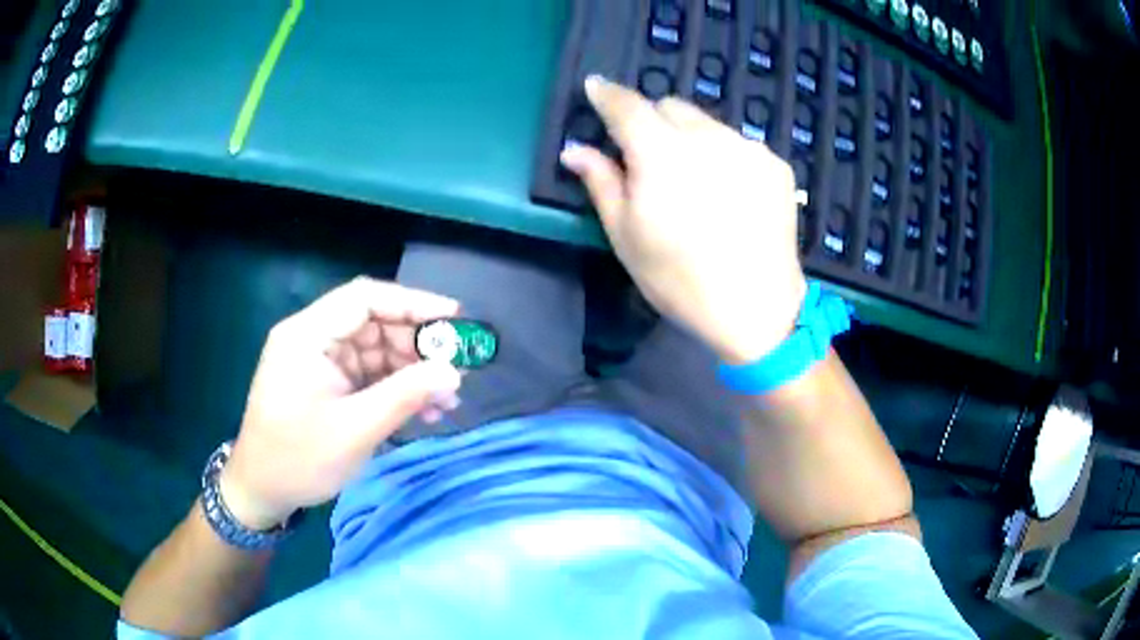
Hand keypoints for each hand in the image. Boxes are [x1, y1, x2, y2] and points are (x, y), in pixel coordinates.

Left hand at [219, 277, 462, 529]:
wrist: (261, 491)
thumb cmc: (298, 459)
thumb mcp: (355, 430)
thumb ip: (405, 396)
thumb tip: (454, 372)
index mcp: (308, 335)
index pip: (365, 298)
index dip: (412, 303)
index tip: (455, 318)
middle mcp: (313, 339)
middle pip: (374, 324)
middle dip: (417, 346)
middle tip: (458, 369)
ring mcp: (321, 362)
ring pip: (377, 352)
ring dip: (412, 373)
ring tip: (447, 399)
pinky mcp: (328, 384)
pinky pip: (370, 376)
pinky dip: (397, 390)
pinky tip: (424, 410)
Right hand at [560, 76, 806, 363]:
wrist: (757, 310)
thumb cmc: (680, 280)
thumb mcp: (626, 236)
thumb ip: (601, 182)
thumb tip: (574, 150)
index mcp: (661, 153)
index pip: (627, 105)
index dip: (607, 94)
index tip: (595, 88)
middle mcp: (707, 136)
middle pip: (668, 106)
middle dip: (651, 121)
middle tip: (649, 159)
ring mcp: (747, 147)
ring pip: (706, 122)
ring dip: (689, 137)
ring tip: (695, 182)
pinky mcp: (775, 164)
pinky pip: (738, 142)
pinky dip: (724, 154)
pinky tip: (728, 193)